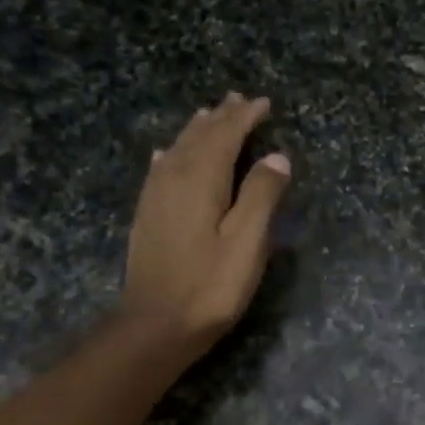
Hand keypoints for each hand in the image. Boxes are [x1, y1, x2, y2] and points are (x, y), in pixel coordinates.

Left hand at [119, 93, 290, 352]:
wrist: (156, 324)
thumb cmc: (210, 285)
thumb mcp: (247, 242)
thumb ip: (262, 195)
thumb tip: (277, 157)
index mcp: (201, 179)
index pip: (225, 135)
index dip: (245, 117)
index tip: (265, 103)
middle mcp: (173, 178)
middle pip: (199, 137)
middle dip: (221, 117)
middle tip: (239, 100)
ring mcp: (155, 196)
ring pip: (177, 149)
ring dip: (197, 130)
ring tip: (209, 115)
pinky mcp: (147, 215)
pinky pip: (160, 169)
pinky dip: (171, 154)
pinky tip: (167, 154)